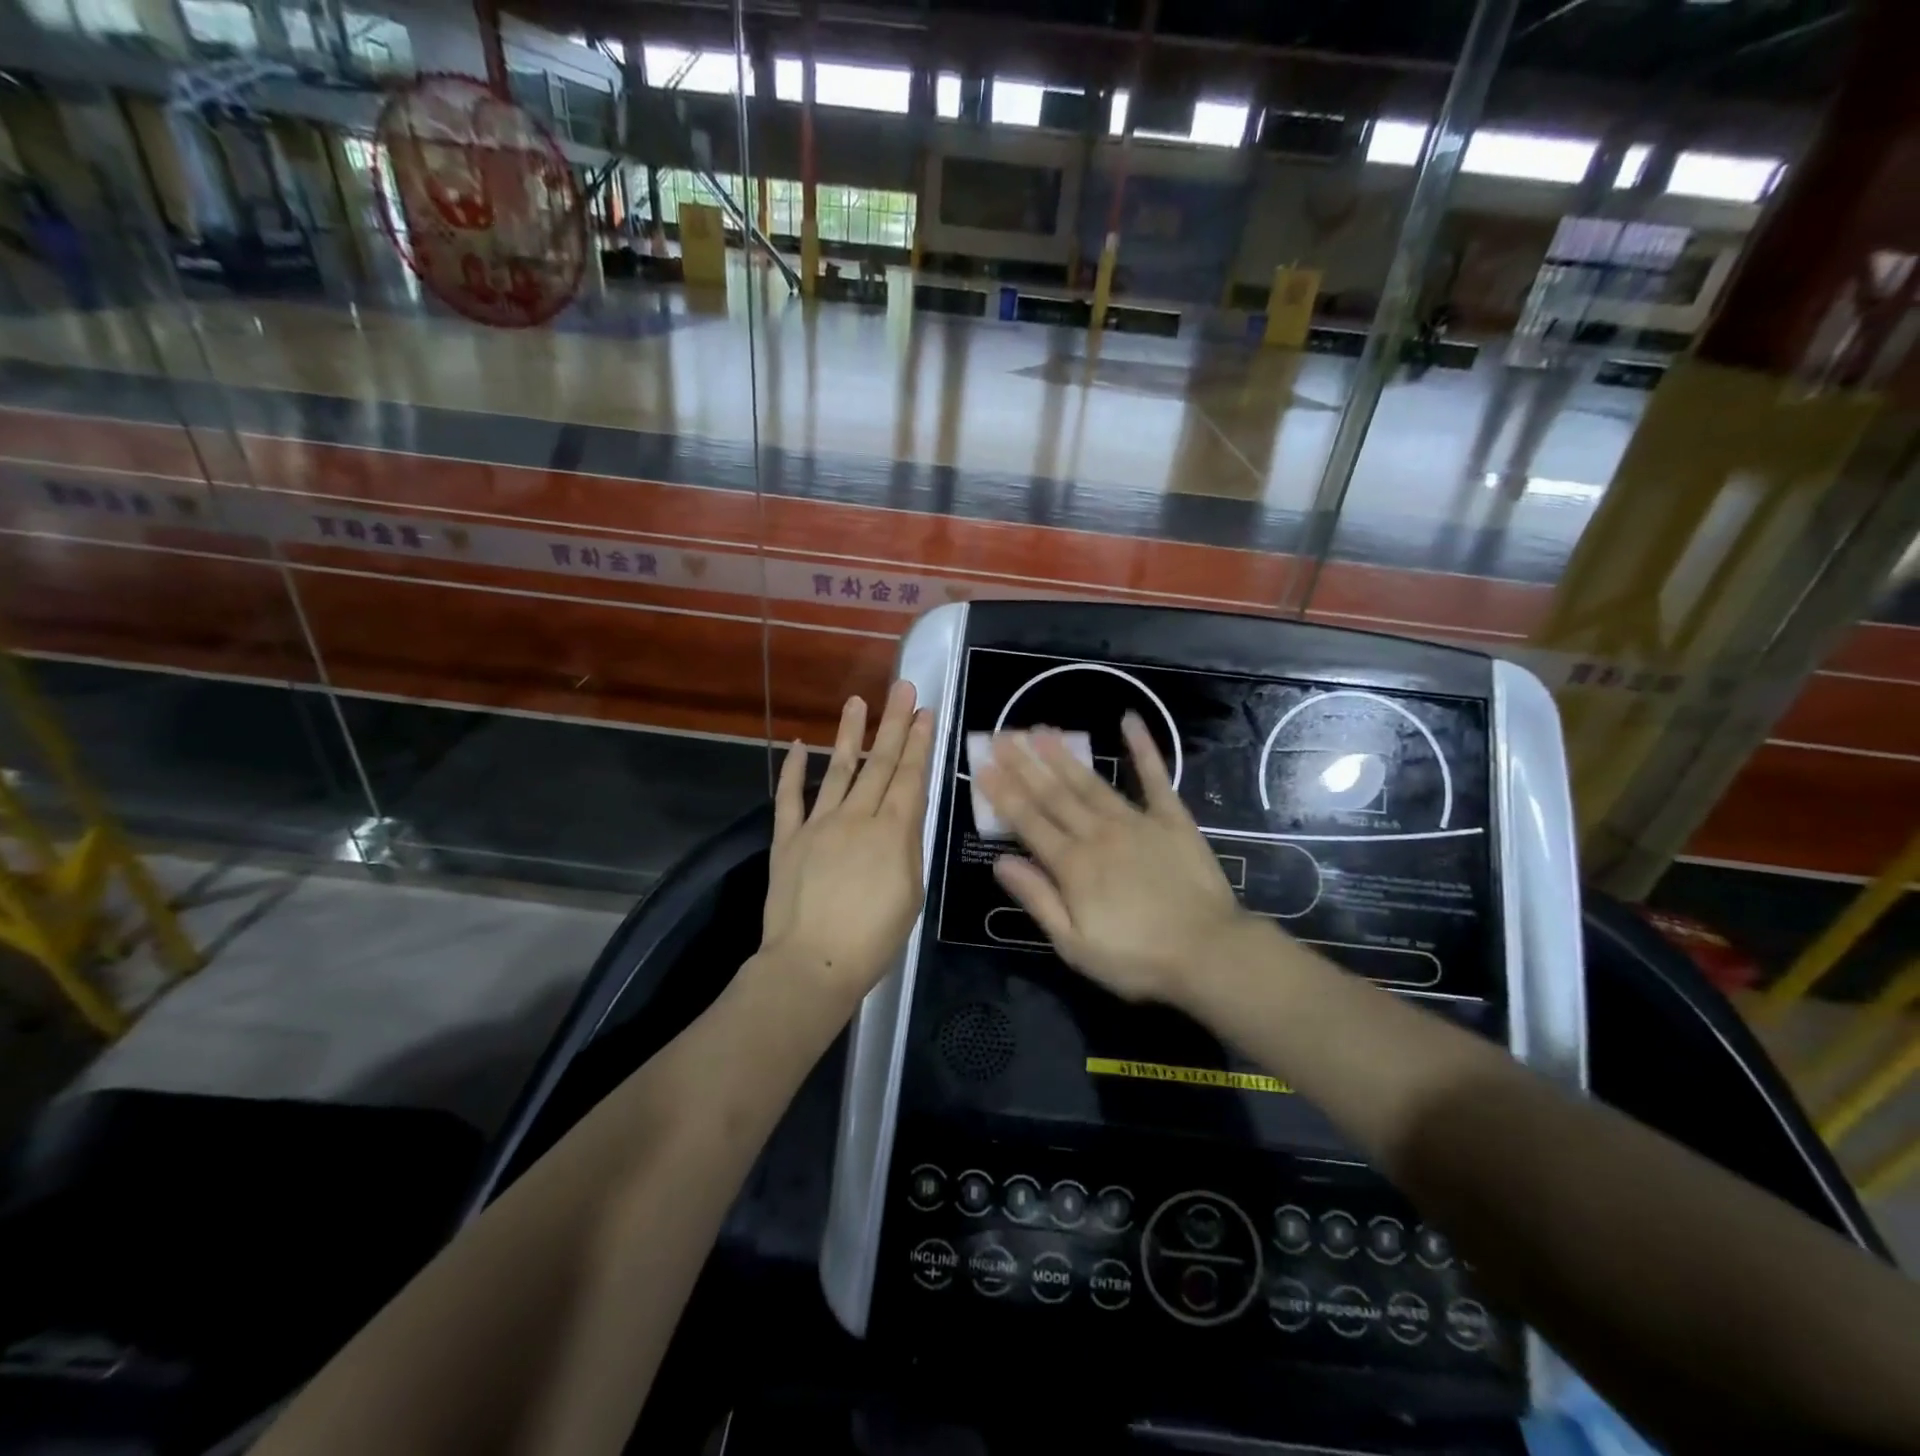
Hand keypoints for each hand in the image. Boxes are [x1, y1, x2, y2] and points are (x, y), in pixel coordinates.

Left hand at [759, 681, 934, 1006]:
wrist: (812, 964)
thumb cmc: (873, 939)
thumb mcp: (910, 894)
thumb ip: (907, 848)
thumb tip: (903, 816)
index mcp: (891, 832)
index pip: (909, 777)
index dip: (918, 743)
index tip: (924, 712)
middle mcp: (856, 817)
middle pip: (878, 764)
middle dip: (893, 724)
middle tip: (901, 688)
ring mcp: (817, 825)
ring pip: (837, 769)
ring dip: (849, 734)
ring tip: (858, 701)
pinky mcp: (786, 839)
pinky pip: (788, 798)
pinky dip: (792, 771)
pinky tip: (797, 745)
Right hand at [977, 714, 1251, 1003]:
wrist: (1210, 953)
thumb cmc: (1136, 958)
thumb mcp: (1074, 944)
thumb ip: (1037, 899)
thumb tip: (1000, 862)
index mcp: (1073, 865)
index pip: (1028, 822)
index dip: (1003, 793)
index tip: (982, 765)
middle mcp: (1098, 834)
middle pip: (1054, 794)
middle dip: (1024, 765)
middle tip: (1001, 735)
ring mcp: (1136, 822)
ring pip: (1091, 782)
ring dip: (1063, 755)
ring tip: (1040, 730)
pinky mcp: (1171, 819)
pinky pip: (1154, 778)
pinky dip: (1143, 748)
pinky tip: (1129, 721)